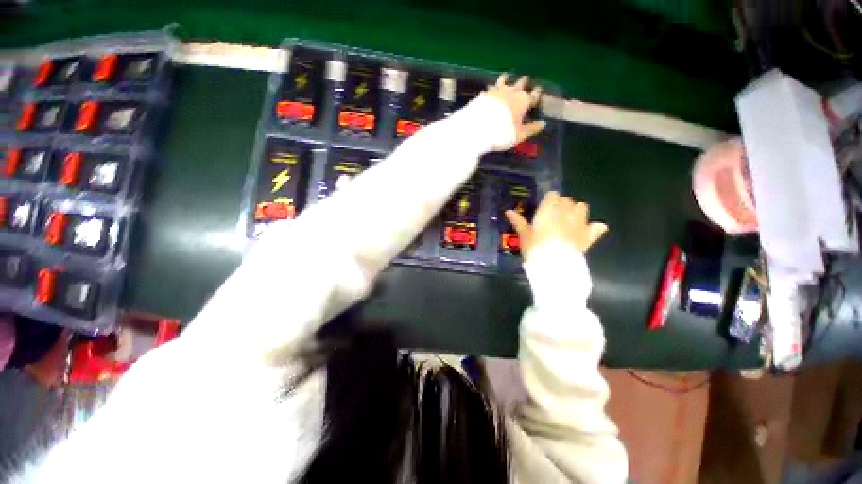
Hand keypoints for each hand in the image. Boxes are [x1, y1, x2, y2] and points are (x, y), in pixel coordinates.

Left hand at [485, 74, 545, 148]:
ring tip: (505, 77)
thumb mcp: (519, 135)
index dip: (536, 94)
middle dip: (523, 82)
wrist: (476, 130)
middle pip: (519, 84)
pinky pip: (488, 91)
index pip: (533, 95)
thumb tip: (543, 124)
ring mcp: (495, 92)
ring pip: (502, 82)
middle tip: (525, 79)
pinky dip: (489, 91)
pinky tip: (486, 92)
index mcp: (523, 101)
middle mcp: (510, 92)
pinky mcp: (482, 96)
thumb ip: (531, 129)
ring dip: (505, 80)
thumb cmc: (502, 134)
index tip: (538, 92)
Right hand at [505, 191, 608, 259]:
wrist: (554, 265)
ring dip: (576, 211)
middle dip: (562, 205)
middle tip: (554, 216)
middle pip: (568, 200)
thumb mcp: (524, 236)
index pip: (553, 195)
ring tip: (569, 221)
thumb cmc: (535, 249)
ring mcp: (579, 223)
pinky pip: (598, 226)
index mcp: (549, 211)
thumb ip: (518, 222)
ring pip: (582, 207)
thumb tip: (508, 211)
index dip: (549, 201)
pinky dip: (594, 227)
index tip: (544, 208)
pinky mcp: (589, 235)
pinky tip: (588, 231)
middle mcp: (566, 212)